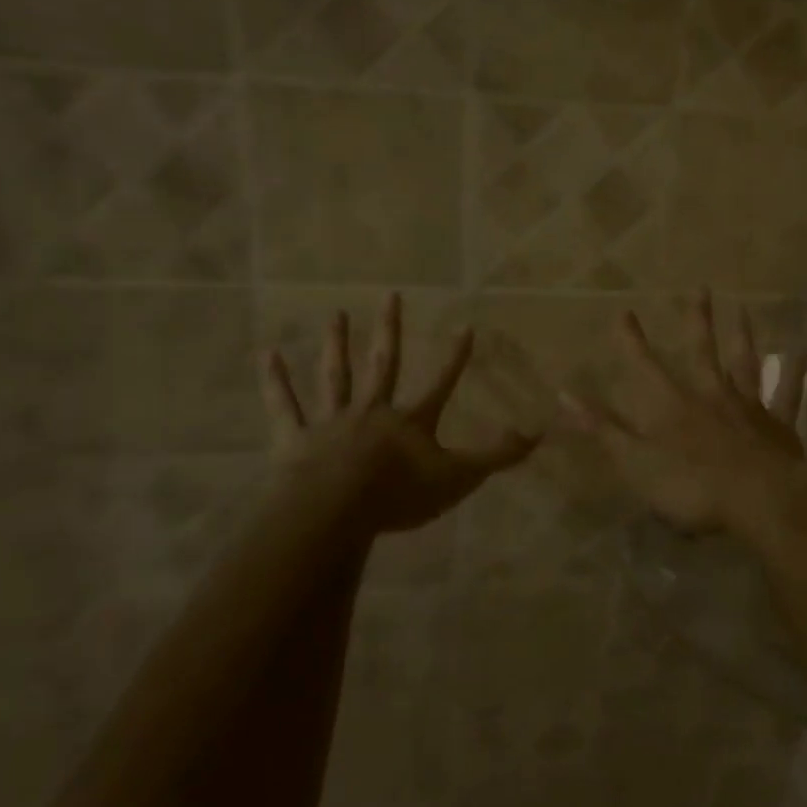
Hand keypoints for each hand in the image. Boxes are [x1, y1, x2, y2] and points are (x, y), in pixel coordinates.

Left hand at [260, 294, 539, 537]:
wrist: (335, 511)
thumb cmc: (398, 495)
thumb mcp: (458, 478)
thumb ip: (496, 457)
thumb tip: (538, 434)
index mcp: (409, 421)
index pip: (440, 382)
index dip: (455, 357)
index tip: (466, 326)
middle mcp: (371, 410)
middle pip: (382, 364)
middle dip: (389, 330)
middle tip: (391, 295)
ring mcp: (331, 421)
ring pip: (335, 376)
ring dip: (336, 344)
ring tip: (336, 314)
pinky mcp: (295, 439)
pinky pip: (283, 406)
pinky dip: (276, 381)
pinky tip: (267, 354)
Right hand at [562, 290, 806, 541]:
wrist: (760, 500)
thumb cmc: (692, 486)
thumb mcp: (635, 463)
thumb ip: (602, 429)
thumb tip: (563, 395)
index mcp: (672, 406)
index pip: (645, 366)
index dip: (632, 340)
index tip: (624, 310)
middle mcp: (710, 395)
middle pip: (702, 351)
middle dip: (697, 320)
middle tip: (701, 287)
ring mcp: (747, 407)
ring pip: (745, 363)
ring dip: (743, 335)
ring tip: (744, 308)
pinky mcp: (778, 426)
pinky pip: (787, 395)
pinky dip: (793, 375)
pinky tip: (800, 356)